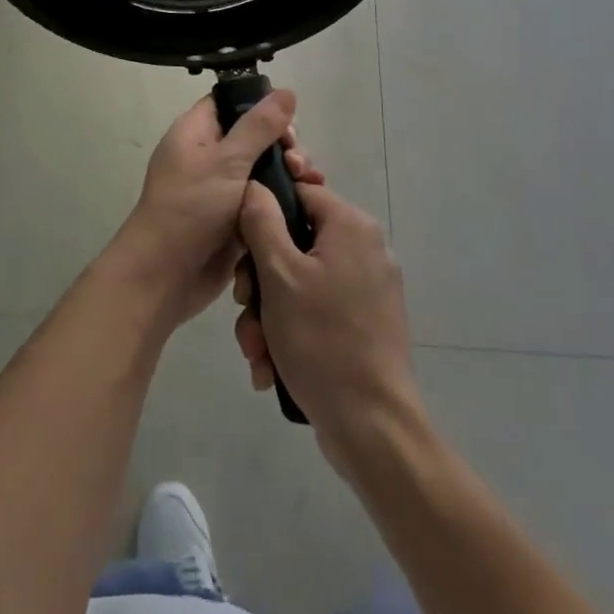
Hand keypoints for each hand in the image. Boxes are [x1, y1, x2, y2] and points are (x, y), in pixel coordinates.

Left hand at [104, 89, 299, 329]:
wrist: (164, 276)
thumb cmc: (190, 208)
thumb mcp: (226, 161)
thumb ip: (259, 127)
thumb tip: (286, 91)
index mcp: (196, 132)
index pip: (230, 102)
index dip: (260, 105)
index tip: (287, 121)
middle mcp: (208, 155)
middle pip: (254, 136)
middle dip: (282, 144)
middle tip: (296, 161)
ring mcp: (222, 188)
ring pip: (263, 169)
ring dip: (288, 173)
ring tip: (309, 182)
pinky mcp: (235, 218)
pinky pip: (263, 199)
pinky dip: (283, 199)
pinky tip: (307, 202)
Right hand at [234, 179, 423, 475]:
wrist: (372, 427)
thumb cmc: (322, 340)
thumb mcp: (279, 275)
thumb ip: (262, 222)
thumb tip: (256, 186)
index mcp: (351, 226)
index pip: (299, 192)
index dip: (263, 213)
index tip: (241, 249)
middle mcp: (365, 248)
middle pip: (295, 242)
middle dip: (260, 281)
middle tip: (245, 308)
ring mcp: (368, 288)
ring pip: (300, 282)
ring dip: (268, 314)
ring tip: (257, 352)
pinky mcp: (366, 323)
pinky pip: (317, 310)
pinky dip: (291, 332)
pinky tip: (270, 367)